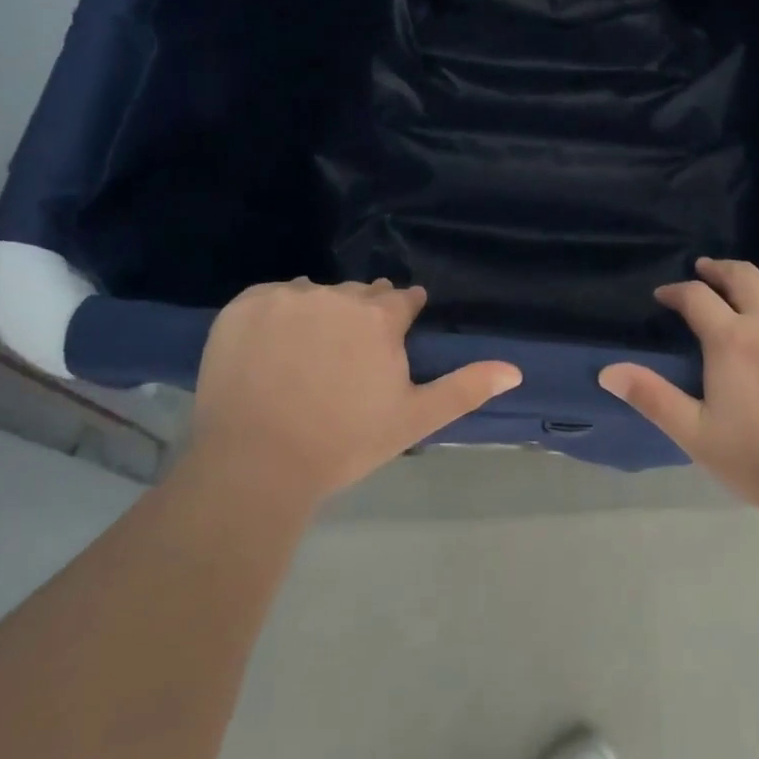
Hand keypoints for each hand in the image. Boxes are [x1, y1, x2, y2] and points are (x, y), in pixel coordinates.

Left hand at [185, 278, 520, 510]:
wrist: (256, 464)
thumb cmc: (344, 442)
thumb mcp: (414, 419)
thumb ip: (465, 388)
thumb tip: (515, 369)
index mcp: (379, 317)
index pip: (401, 299)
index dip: (402, 316)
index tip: (394, 334)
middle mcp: (335, 296)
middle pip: (358, 294)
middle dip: (361, 315)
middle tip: (348, 355)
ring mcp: (285, 298)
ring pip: (314, 294)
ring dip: (318, 312)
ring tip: (308, 353)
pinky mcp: (242, 307)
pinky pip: (271, 298)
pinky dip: (276, 315)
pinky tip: (273, 348)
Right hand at [598, 258, 758, 516]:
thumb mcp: (698, 436)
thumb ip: (653, 398)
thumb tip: (608, 370)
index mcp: (732, 340)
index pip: (696, 297)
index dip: (676, 292)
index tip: (666, 296)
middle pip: (741, 274)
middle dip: (717, 270)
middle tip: (705, 272)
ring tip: (753, 289)